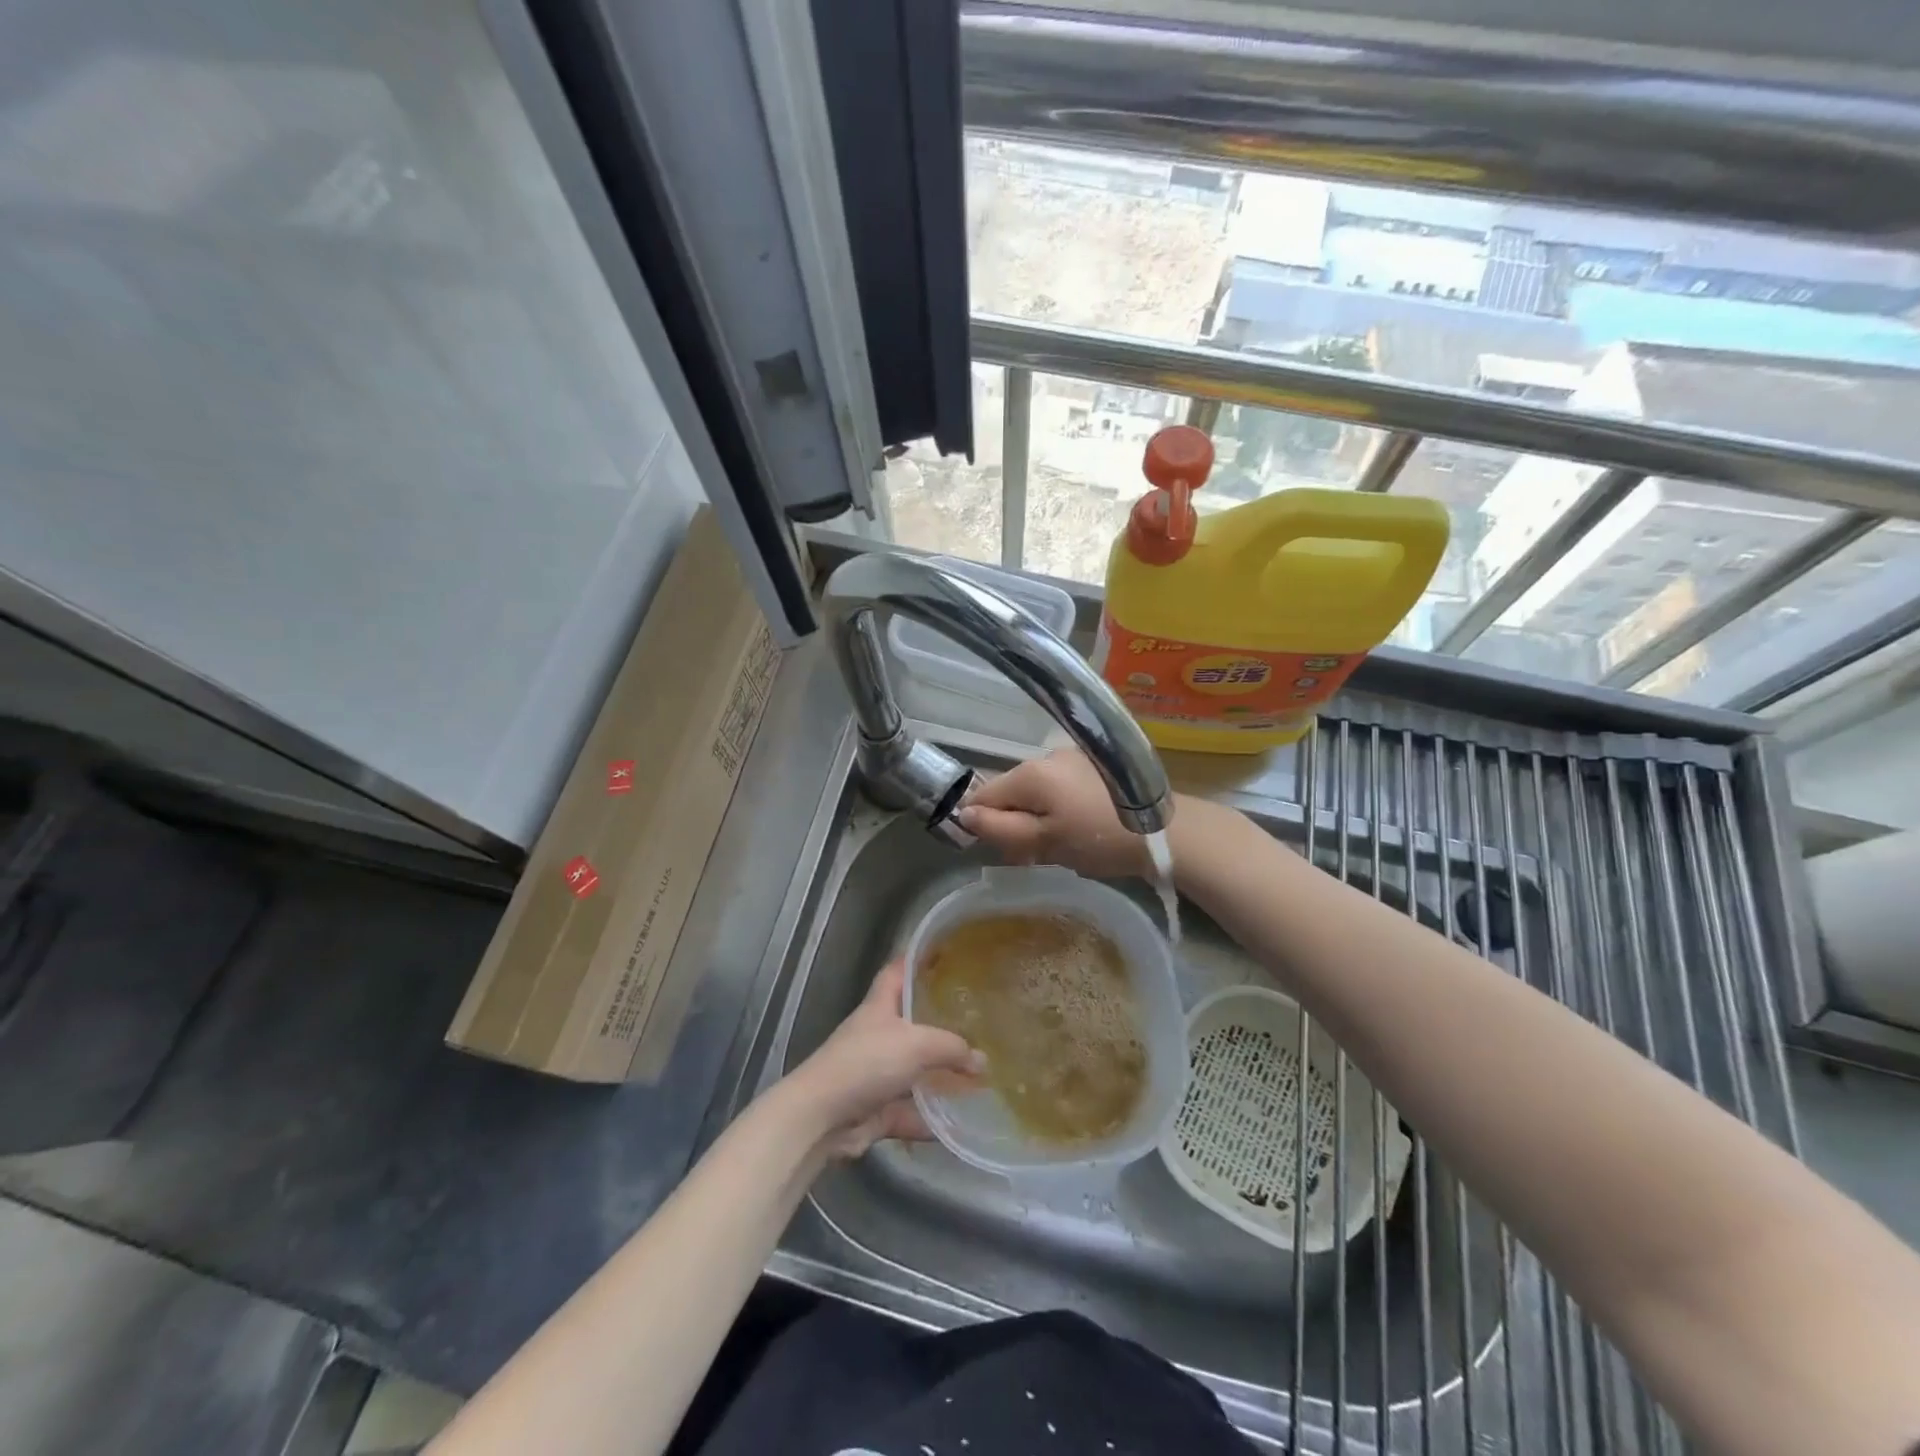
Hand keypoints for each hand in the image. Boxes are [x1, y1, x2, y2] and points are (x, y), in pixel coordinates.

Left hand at [784, 960, 983, 1159]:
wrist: (822, 1118)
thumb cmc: (867, 1063)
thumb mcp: (917, 1044)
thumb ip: (952, 1048)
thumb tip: (982, 1061)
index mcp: (880, 1006)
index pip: (897, 971)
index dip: (916, 960)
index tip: (943, 955)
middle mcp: (877, 1035)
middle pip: (910, 1022)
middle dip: (939, 1023)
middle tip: (975, 1020)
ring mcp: (875, 1073)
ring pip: (913, 1070)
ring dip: (939, 1075)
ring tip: (977, 1074)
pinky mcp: (876, 1109)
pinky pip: (909, 1111)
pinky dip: (930, 1119)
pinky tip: (960, 1124)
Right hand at [956, 749, 1159, 877]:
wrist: (1167, 831)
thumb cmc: (1099, 840)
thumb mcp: (1044, 842)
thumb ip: (1001, 829)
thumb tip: (964, 815)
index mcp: (1030, 773)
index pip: (984, 794)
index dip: (984, 824)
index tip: (1004, 850)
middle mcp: (1047, 756)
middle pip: (1012, 791)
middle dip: (1015, 822)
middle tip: (1036, 855)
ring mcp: (1074, 758)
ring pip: (1038, 790)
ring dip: (1039, 816)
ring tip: (1063, 845)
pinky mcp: (1096, 765)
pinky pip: (1062, 787)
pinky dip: (1061, 807)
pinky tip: (1082, 828)